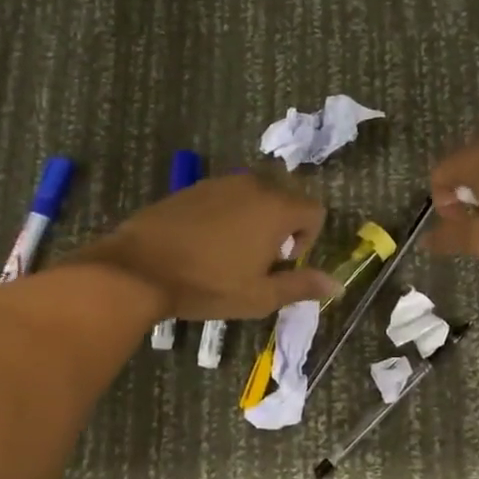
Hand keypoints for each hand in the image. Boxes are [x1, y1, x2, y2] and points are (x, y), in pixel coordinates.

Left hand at [70, 173, 338, 319]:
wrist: (139, 269)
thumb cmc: (207, 285)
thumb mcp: (260, 295)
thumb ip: (302, 285)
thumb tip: (339, 284)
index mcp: (276, 208)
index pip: (315, 212)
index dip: (307, 241)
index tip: (280, 265)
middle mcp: (253, 185)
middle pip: (286, 200)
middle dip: (281, 229)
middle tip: (256, 262)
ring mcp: (221, 182)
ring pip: (255, 197)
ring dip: (255, 221)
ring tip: (229, 254)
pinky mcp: (194, 187)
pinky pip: (226, 197)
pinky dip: (228, 215)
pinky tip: (204, 243)